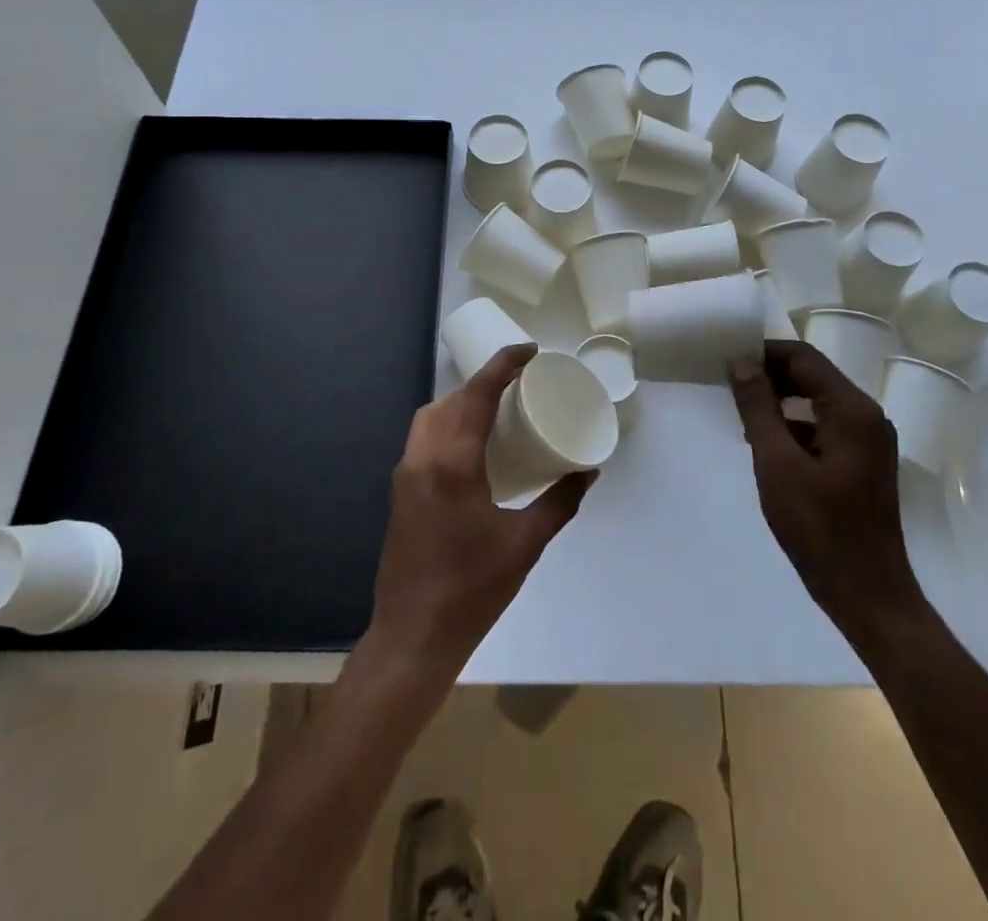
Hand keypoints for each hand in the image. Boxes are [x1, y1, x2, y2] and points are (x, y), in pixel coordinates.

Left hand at [368, 344, 595, 673]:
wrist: (412, 636)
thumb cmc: (472, 590)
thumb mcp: (525, 544)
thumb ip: (559, 502)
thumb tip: (588, 471)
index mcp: (453, 463)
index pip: (477, 394)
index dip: (504, 365)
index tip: (530, 351)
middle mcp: (422, 457)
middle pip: (452, 399)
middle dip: (485, 381)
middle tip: (521, 382)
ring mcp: (405, 473)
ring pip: (431, 415)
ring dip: (462, 401)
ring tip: (497, 409)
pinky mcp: (400, 490)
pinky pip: (423, 437)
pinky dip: (447, 423)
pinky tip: (472, 444)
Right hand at [728, 340, 925, 627]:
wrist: (869, 596)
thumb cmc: (819, 529)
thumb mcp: (777, 464)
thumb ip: (758, 408)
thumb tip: (741, 361)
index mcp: (852, 410)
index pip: (803, 358)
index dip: (764, 353)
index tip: (727, 361)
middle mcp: (868, 416)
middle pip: (813, 376)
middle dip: (771, 375)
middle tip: (729, 386)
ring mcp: (870, 440)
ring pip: (818, 401)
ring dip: (781, 401)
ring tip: (742, 414)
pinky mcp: (864, 462)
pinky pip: (825, 426)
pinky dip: (796, 425)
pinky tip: (768, 445)